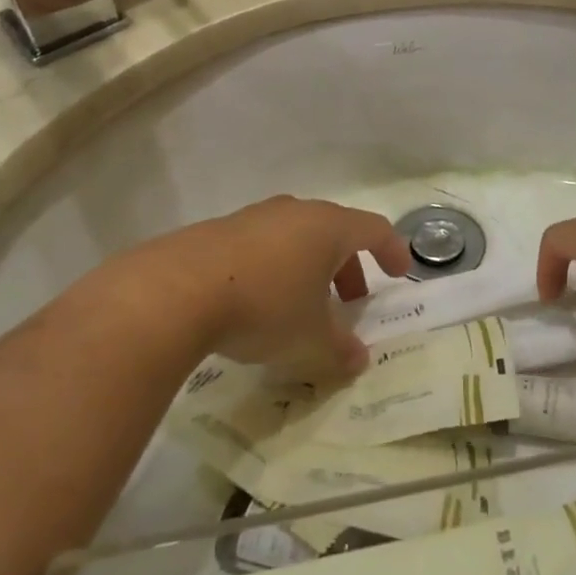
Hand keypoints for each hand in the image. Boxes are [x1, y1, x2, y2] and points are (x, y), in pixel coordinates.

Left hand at [143, 196, 412, 378]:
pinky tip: (257, 302)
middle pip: (335, 231)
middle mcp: (295, 213)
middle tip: (351, 300)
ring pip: (296, 237)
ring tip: (303, 306)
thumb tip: (358, 361)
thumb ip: (340, 350)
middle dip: (348, 265)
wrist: (176, 291)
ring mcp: (254, 218)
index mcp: (328, 228)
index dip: (392, 250)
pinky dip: (274, 268)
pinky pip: (261, 245)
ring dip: (309, 268)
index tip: (399, 273)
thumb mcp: (310, 339)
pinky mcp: (218, 231)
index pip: (375, 229)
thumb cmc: (265, 307)